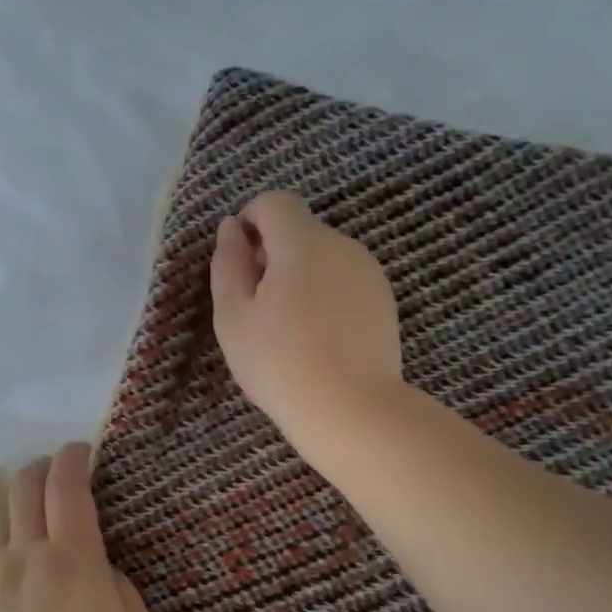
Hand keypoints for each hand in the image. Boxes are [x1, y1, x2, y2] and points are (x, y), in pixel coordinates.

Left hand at [0, 442, 155, 611]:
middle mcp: (26, 553)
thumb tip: (99, 569)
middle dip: (39, 469)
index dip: (72, 459)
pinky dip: (5, 546)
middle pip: (22, 486)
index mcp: (72, 557)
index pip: (67, 486)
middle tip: (55, 475)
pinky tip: (18, 572)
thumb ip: (121, 586)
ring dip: (18, 505)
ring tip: (33, 519)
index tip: (79, 451)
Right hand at [210, 190, 403, 457]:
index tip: (238, 261)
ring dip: (299, 275)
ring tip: (288, 327)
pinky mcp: (383, 300)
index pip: (274, 202)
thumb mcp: (233, 315)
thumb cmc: (279, 362)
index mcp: (302, 243)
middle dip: (272, 254)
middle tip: (256, 307)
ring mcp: (368, 272)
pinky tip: (318, 337)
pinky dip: (324, 294)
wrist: (350, 409)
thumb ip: (228, 263)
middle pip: (299, 230)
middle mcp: (341, 245)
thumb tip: (231, 227)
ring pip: (323, 256)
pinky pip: (344, 280)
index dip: (249, 221)